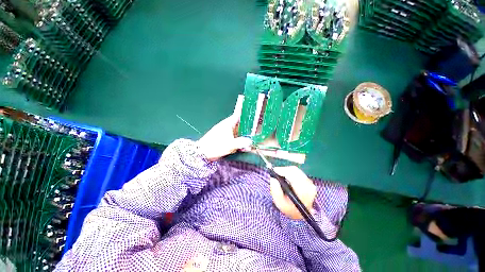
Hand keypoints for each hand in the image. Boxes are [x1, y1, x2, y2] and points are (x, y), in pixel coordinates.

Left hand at [197, 113, 251, 160]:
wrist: (202, 153)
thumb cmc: (215, 146)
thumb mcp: (229, 144)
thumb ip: (241, 142)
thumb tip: (250, 141)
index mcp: (228, 124)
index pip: (238, 116)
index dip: (246, 116)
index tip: (254, 117)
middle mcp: (227, 127)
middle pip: (240, 126)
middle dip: (247, 130)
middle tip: (255, 135)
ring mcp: (226, 134)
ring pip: (238, 133)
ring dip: (244, 138)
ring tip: (249, 144)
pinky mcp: (225, 140)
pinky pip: (235, 139)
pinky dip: (239, 143)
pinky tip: (243, 148)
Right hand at [270, 166, 316, 219]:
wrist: (300, 213)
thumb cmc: (289, 208)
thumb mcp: (280, 202)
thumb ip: (276, 191)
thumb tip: (273, 179)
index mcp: (303, 191)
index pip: (294, 176)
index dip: (283, 171)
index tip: (274, 170)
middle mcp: (309, 185)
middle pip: (295, 171)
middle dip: (284, 169)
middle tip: (275, 171)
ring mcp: (310, 182)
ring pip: (296, 170)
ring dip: (286, 170)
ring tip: (279, 174)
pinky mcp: (308, 181)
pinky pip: (298, 172)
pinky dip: (290, 172)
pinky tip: (285, 176)